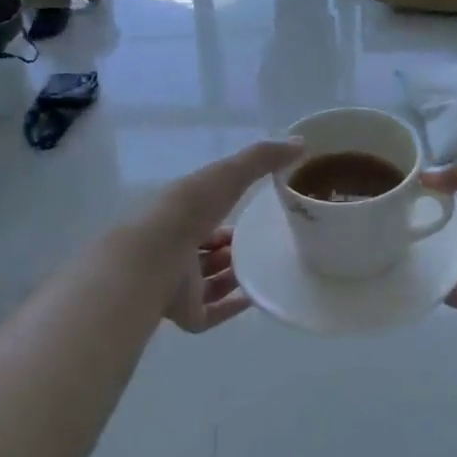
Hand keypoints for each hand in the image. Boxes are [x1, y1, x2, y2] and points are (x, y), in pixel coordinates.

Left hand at [148, 139, 303, 331]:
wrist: (156, 258)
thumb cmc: (189, 210)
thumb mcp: (229, 174)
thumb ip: (262, 158)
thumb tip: (301, 143)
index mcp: (179, 215)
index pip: (205, 213)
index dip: (225, 210)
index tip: (252, 210)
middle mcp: (175, 248)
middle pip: (205, 249)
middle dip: (229, 246)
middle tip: (260, 242)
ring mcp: (178, 283)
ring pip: (208, 281)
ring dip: (232, 274)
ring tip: (262, 266)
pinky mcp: (186, 313)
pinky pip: (212, 313)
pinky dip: (232, 306)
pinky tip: (256, 298)